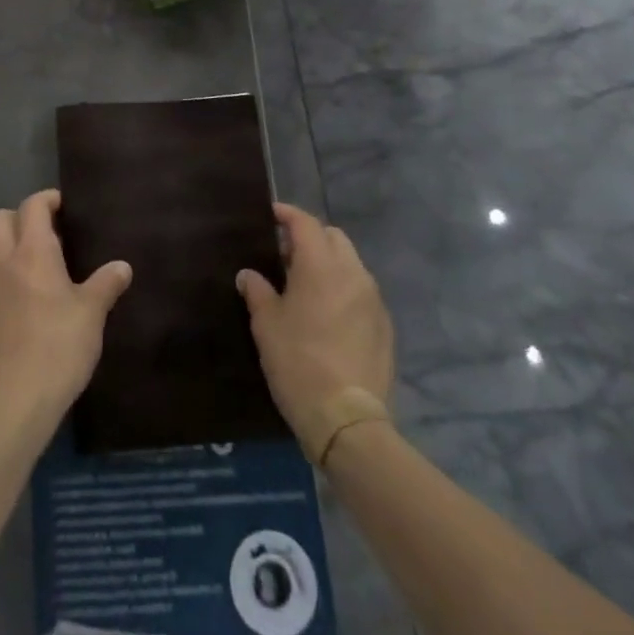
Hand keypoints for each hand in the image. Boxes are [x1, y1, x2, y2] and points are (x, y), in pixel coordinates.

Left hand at [0, 190, 132, 420]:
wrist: (14, 402)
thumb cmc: (58, 347)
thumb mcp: (91, 314)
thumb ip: (106, 285)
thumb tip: (122, 267)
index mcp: (31, 252)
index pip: (32, 205)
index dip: (47, 199)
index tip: (64, 207)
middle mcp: (2, 262)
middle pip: (1, 219)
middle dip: (22, 218)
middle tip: (50, 235)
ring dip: (12, 251)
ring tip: (40, 273)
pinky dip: (5, 282)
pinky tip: (25, 307)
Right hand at [238, 203, 393, 450]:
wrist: (346, 420)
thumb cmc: (298, 362)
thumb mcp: (267, 324)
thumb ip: (257, 291)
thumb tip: (249, 275)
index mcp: (321, 265)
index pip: (305, 223)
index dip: (287, 214)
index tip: (271, 215)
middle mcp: (352, 273)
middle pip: (333, 237)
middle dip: (311, 237)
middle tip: (286, 254)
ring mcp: (373, 300)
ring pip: (350, 264)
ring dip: (329, 263)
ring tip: (306, 285)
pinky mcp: (384, 326)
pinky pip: (361, 292)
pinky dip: (344, 289)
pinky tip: (327, 314)